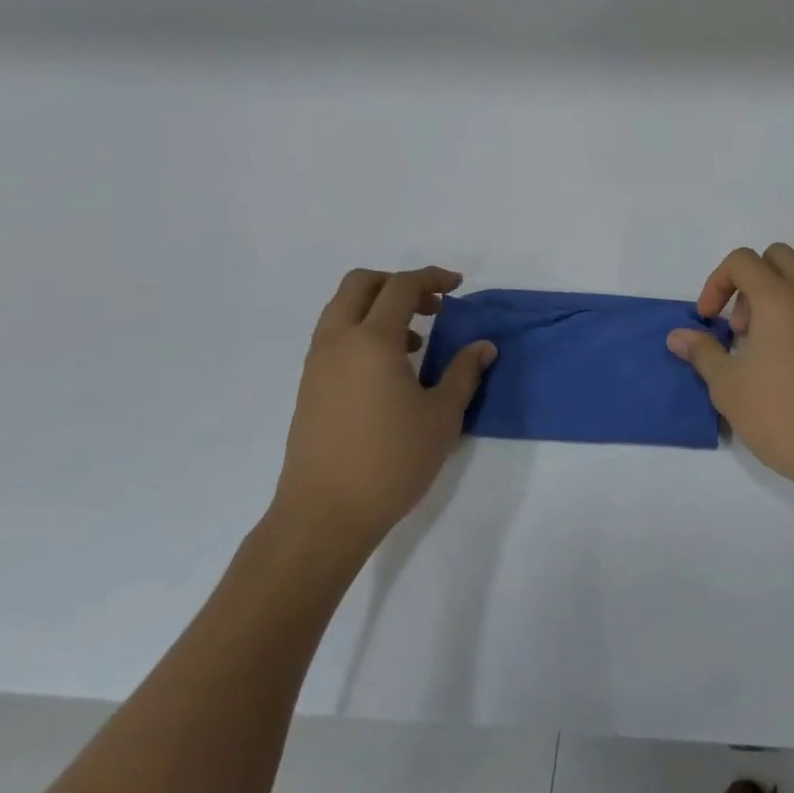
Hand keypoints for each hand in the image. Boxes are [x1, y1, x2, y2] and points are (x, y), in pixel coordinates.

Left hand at [271, 267, 495, 566]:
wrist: (325, 514)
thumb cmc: (392, 460)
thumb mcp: (442, 415)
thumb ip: (464, 372)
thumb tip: (484, 346)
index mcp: (373, 340)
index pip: (401, 286)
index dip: (432, 278)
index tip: (458, 286)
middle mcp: (338, 341)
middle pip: (361, 284)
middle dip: (398, 283)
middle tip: (432, 305)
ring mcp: (317, 364)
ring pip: (342, 309)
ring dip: (378, 308)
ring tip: (416, 341)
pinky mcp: (309, 387)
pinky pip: (335, 336)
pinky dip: (362, 331)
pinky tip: (390, 370)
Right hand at [667, 245, 793, 498]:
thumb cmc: (780, 413)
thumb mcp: (727, 385)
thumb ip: (702, 351)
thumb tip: (678, 336)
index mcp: (779, 297)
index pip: (742, 260)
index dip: (716, 283)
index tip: (708, 320)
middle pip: (776, 257)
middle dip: (748, 281)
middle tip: (738, 326)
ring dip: (772, 298)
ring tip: (757, 349)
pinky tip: (783, 363)